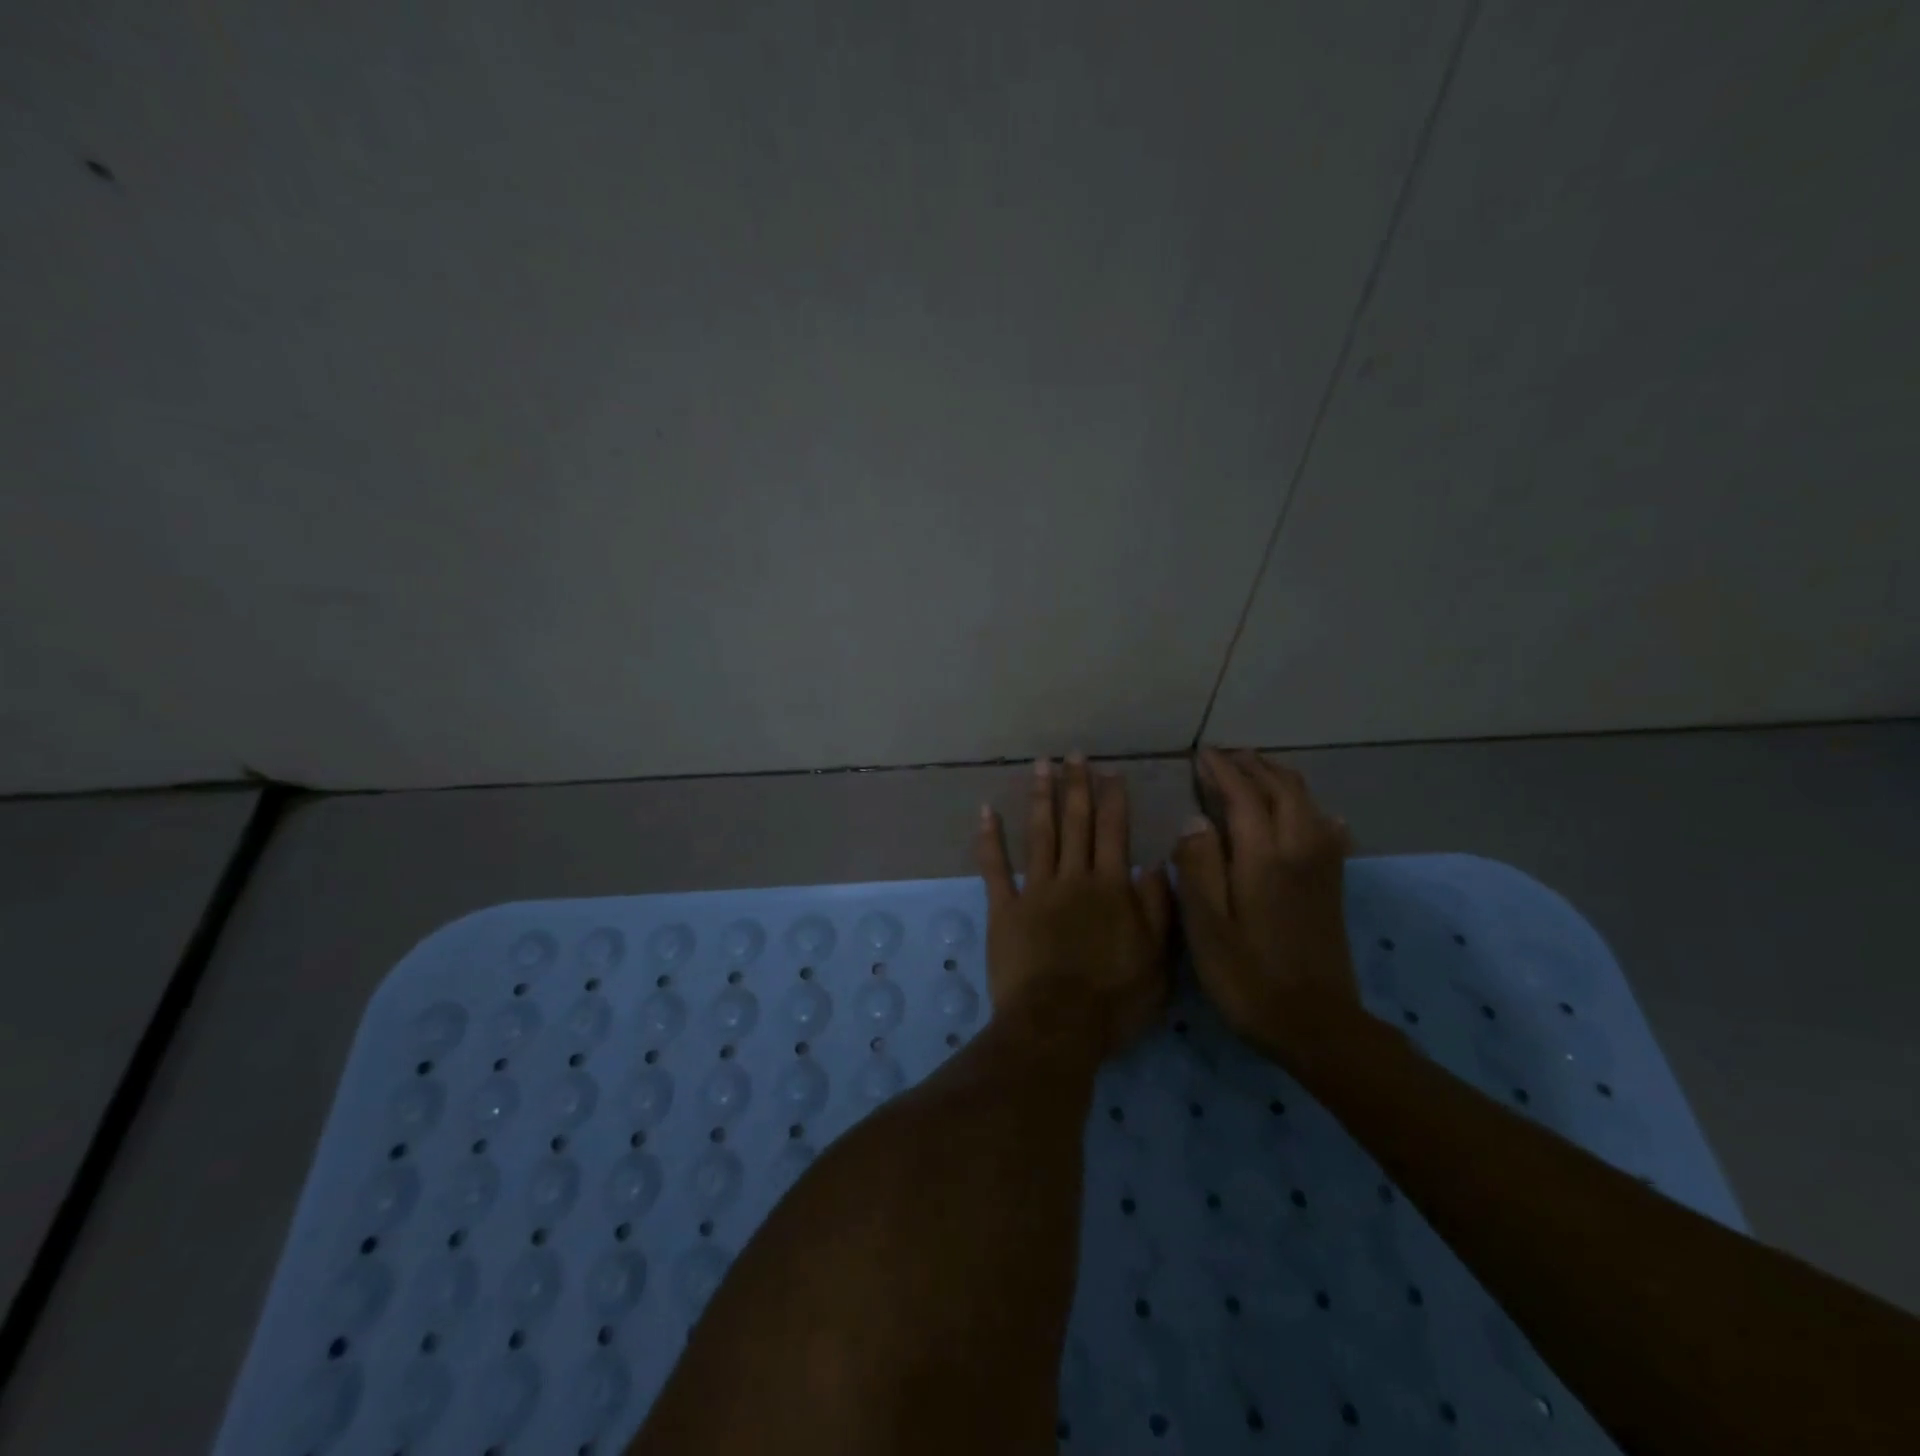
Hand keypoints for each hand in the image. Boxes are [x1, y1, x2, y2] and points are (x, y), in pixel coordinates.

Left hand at [975, 756, 1173, 1056]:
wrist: (1058, 1025)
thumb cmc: (1114, 1000)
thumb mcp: (1158, 960)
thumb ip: (1159, 909)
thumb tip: (1157, 865)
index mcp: (1111, 888)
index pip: (1114, 832)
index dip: (1113, 800)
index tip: (1110, 771)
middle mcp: (1073, 878)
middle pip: (1076, 823)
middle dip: (1076, 786)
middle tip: (1073, 755)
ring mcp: (1035, 890)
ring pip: (1040, 834)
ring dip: (1041, 797)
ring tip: (1041, 765)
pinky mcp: (1004, 909)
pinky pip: (995, 867)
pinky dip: (990, 838)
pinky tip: (987, 811)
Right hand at [1173, 749, 1360, 1059]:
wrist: (1317, 1024)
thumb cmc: (1248, 978)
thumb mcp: (1207, 926)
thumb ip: (1198, 866)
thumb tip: (1194, 820)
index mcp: (1265, 857)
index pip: (1244, 796)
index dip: (1222, 771)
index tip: (1201, 755)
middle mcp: (1300, 850)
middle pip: (1282, 790)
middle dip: (1254, 766)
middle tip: (1226, 755)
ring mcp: (1322, 867)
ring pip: (1308, 804)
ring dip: (1281, 780)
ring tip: (1258, 770)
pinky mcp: (1332, 886)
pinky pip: (1327, 830)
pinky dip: (1312, 809)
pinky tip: (1315, 815)